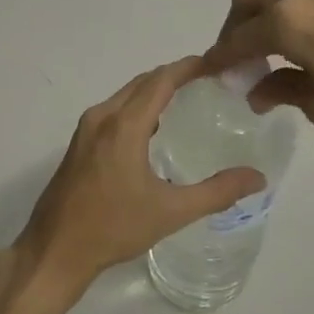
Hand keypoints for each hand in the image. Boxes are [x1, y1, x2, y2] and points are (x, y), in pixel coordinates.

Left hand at [0, 57, 265, 313]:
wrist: (55, 250)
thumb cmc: (113, 228)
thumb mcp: (171, 212)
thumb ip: (217, 192)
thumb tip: (258, 178)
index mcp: (123, 126)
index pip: (161, 80)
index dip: (189, 67)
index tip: (217, 63)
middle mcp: (102, 118)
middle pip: (142, 82)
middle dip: (174, 75)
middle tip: (208, 80)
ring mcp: (86, 131)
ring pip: (125, 96)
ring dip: (154, 91)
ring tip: (187, 99)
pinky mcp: (78, 145)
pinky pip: (113, 111)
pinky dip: (137, 108)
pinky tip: (154, 130)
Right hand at [203, 0, 313, 152]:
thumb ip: (283, 91)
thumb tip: (257, 90)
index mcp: (288, 21)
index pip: (238, 40)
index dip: (220, 60)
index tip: (209, 77)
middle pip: (247, 0)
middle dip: (234, 30)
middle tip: (239, 64)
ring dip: (261, 18)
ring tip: (269, 57)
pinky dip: (286, 13)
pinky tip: (300, 45)